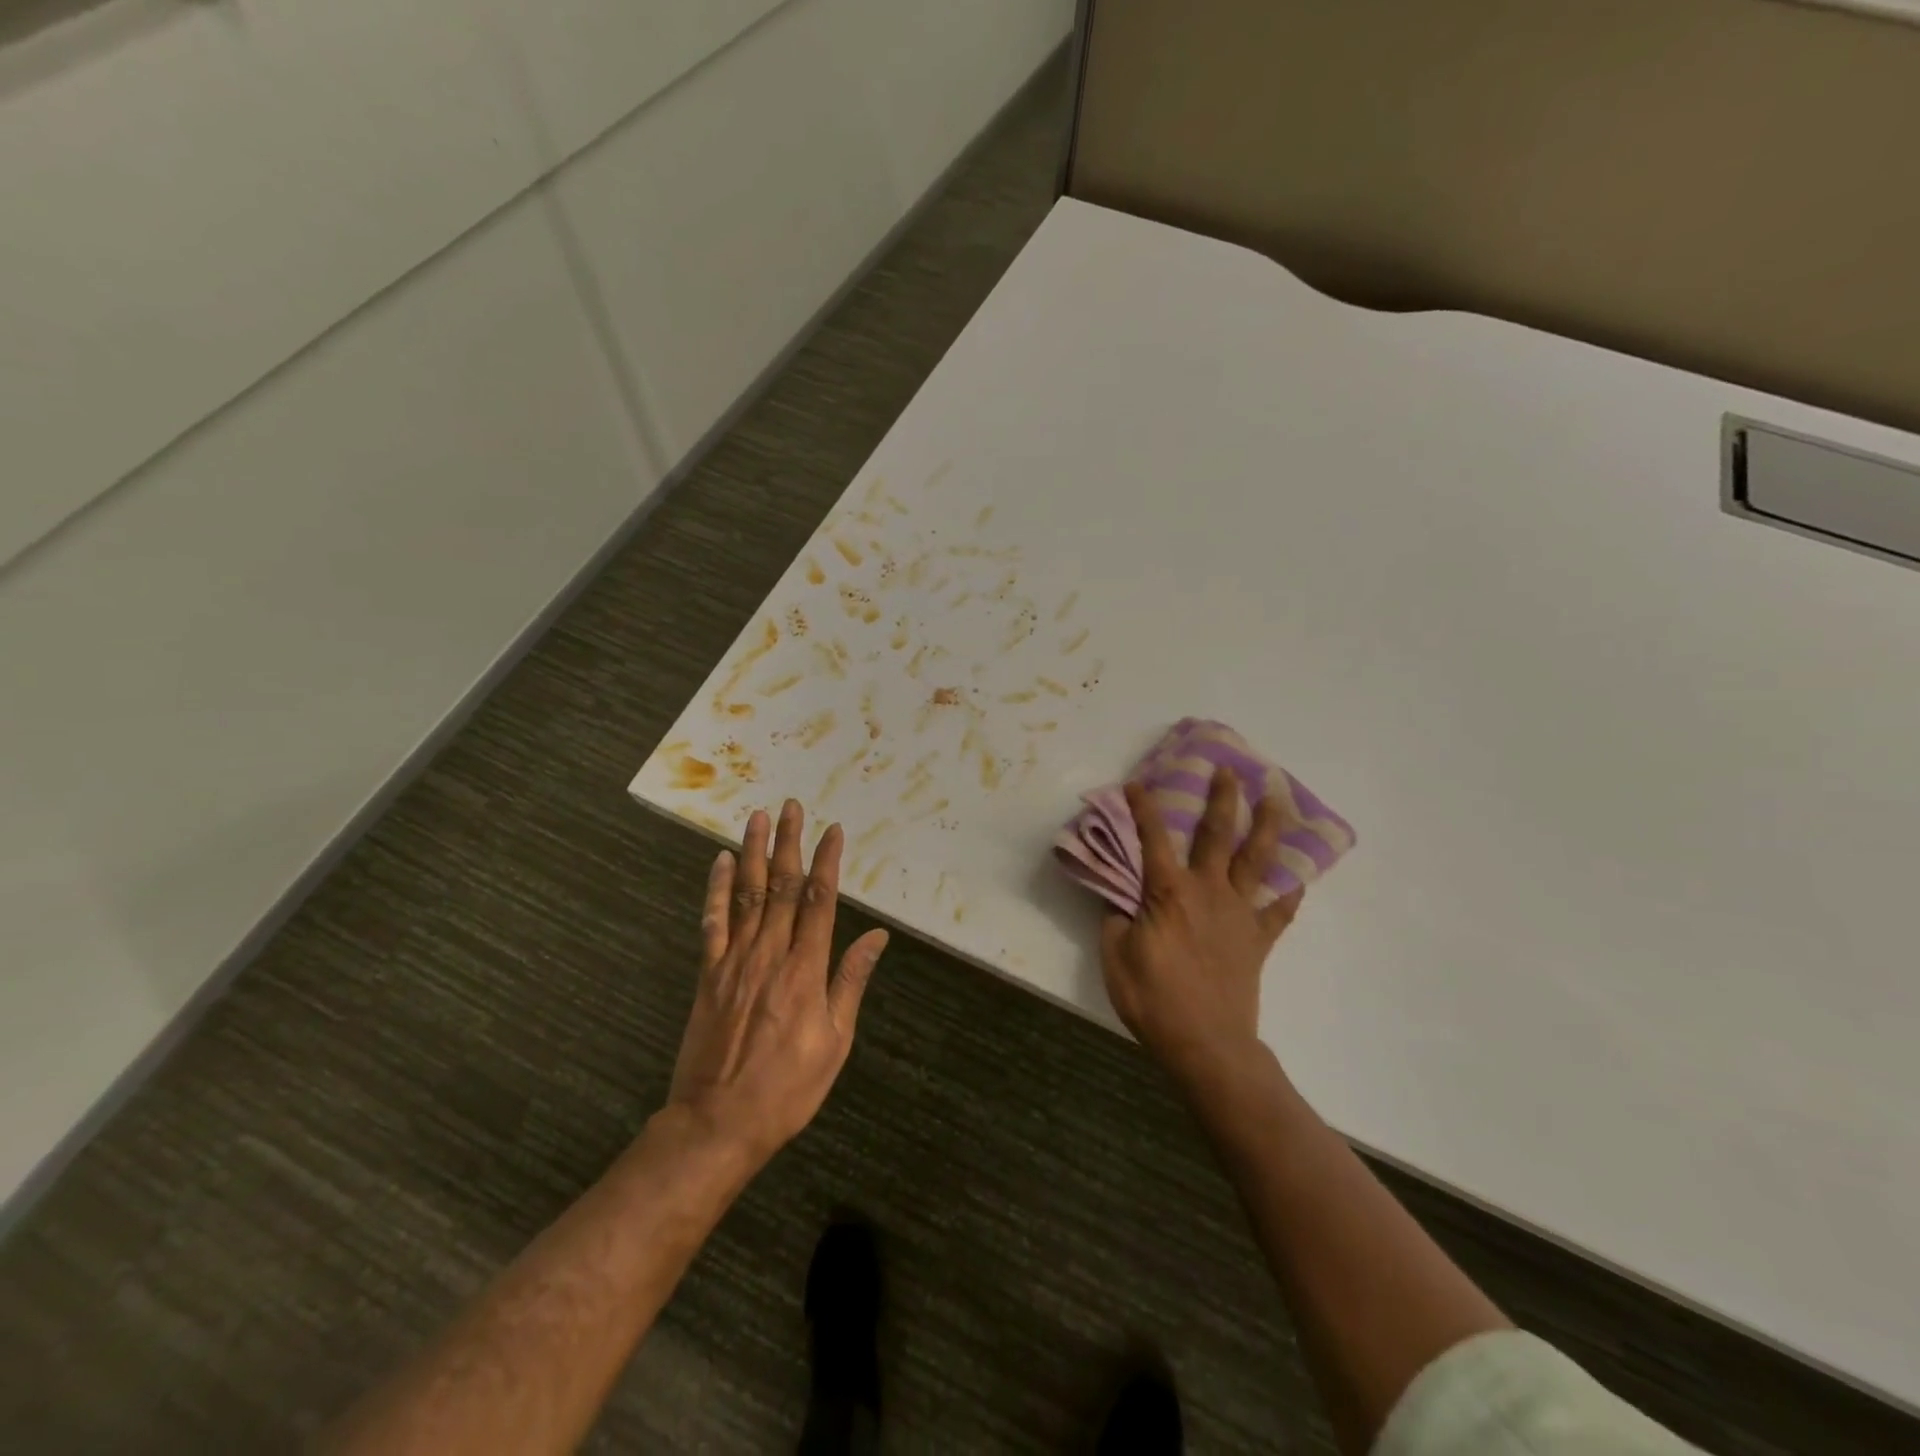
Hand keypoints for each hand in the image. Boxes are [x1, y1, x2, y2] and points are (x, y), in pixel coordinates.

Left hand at [667, 800, 888, 1164]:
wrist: (718, 1123)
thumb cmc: (788, 1087)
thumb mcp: (836, 1041)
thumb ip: (851, 982)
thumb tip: (876, 936)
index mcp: (805, 971)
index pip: (819, 902)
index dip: (826, 862)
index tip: (832, 831)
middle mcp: (769, 955)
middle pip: (781, 887)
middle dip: (788, 843)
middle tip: (792, 806)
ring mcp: (734, 961)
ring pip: (746, 895)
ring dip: (753, 853)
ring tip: (758, 817)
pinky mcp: (708, 974)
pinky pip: (712, 922)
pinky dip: (716, 890)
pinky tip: (720, 862)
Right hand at [1099, 768, 1301, 1087]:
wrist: (1206, 1043)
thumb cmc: (1153, 998)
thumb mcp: (1115, 955)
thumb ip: (1115, 918)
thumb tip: (1120, 897)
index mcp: (1169, 892)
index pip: (1153, 838)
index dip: (1143, 807)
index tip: (1138, 783)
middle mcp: (1208, 891)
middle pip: (1217, 835)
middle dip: (1221, 799)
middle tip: (1227, 769)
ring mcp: (1239, 913)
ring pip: (1257, 860)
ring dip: (1266, 826)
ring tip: (1275, 797)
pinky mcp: (1258, 939)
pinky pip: (1280, 910)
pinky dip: (1290, 891)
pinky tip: (1298, 875)